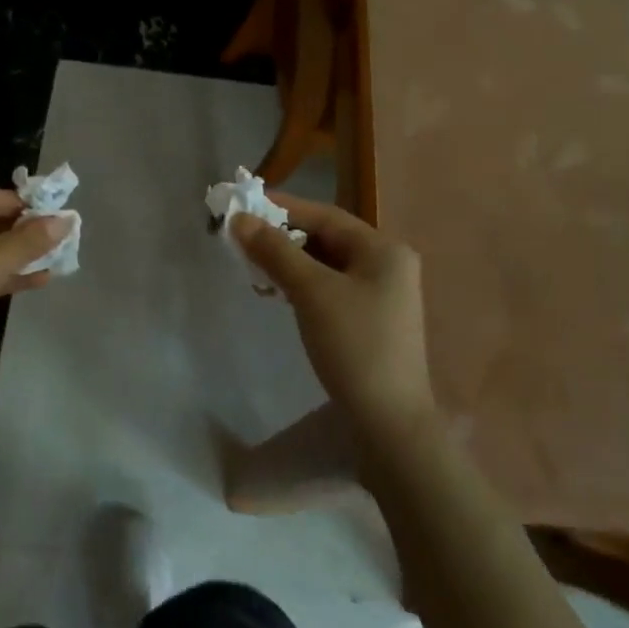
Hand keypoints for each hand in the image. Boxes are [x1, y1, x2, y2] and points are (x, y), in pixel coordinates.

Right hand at [230, 194, 433, 434]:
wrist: (390, 422)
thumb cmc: (354, 345)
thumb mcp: (311, 292)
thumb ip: (275, 251)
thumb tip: (239, 219)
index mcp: (383, 249)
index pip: (324, 215)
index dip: (281, 207)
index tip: (243, 205)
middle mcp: (387, 264)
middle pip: (326, 237)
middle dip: (282, 237)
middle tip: (242, 238)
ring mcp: (382, 293)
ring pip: (326, 264)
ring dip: (289, 261)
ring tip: (253, 266)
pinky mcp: (371, 319)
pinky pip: (330, 287)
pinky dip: (302, 284)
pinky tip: (277, 293)